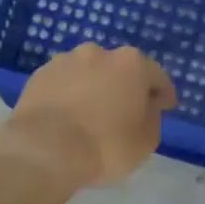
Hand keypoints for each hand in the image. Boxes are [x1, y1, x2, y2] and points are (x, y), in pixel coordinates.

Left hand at [0, 43, 177, 191]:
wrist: (43, 150)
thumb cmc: (105, 146)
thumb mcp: (145, 141)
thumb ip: (152, 117)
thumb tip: (146, 106)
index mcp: (131, 64)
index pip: (156, 76)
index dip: (163, 93)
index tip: (165, 107)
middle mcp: (99, 53)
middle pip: (120, 68)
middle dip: (125, 86)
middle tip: (126, 110)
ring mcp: (65, 61)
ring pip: (88, 72)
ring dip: (94, 87)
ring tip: (92, 113)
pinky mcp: (39, 75)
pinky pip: (63, 83)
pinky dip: (69, 94)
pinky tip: (67, 115)